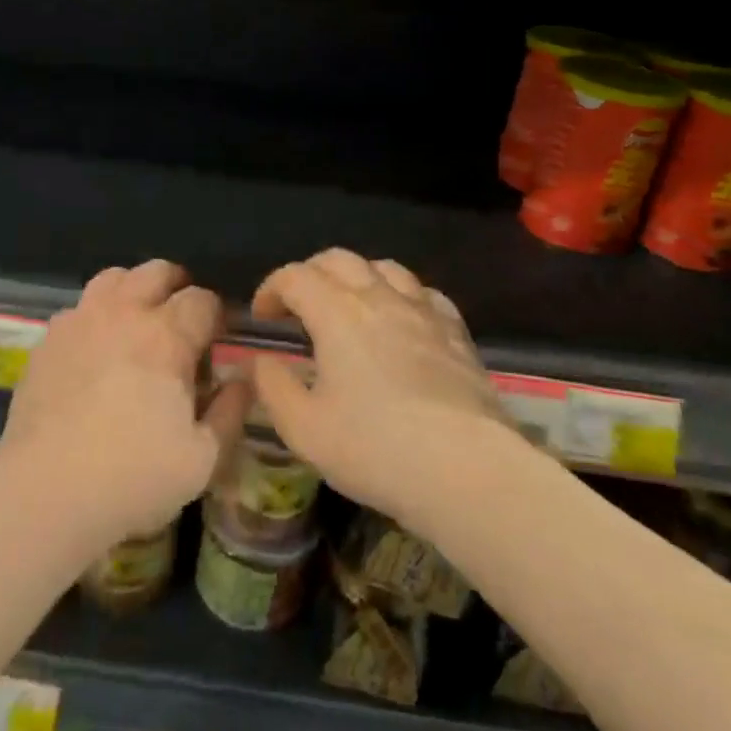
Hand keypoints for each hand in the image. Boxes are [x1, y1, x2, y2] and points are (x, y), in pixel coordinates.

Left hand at [0, 260, 249, 547]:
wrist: (46, 491)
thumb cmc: (133, 477)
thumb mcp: (202, 459)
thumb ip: (230, 412)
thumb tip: (244, 379)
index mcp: (167, 336)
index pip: (202, 299)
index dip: (216, 315)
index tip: (217, 338)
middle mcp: (124, 313)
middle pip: (157, 272)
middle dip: (177, 287)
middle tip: (181, 320)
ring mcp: (80, 320)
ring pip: (113, 277)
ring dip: (133, 289)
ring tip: (137, 321)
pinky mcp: (48, 339)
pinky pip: (79, 308)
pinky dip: (96, 315)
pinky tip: (95, 349)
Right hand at [250, 249, 511, 532]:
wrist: (469, 471)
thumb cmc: (376, 449)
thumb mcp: (304, 429)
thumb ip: (273, 388)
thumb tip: (262, 362)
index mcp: (336, 313)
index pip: (295, 276)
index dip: (271, 289)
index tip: (262, 317)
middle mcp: (379, 298)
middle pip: (338, 259)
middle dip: (310, 274)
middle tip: (298, 306)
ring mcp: (423, 312)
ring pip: (385, 268)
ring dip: (357, 277)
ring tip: (349, 307)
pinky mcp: (457, 334)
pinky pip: (425, 294)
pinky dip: (402, 296)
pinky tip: (402, 321)